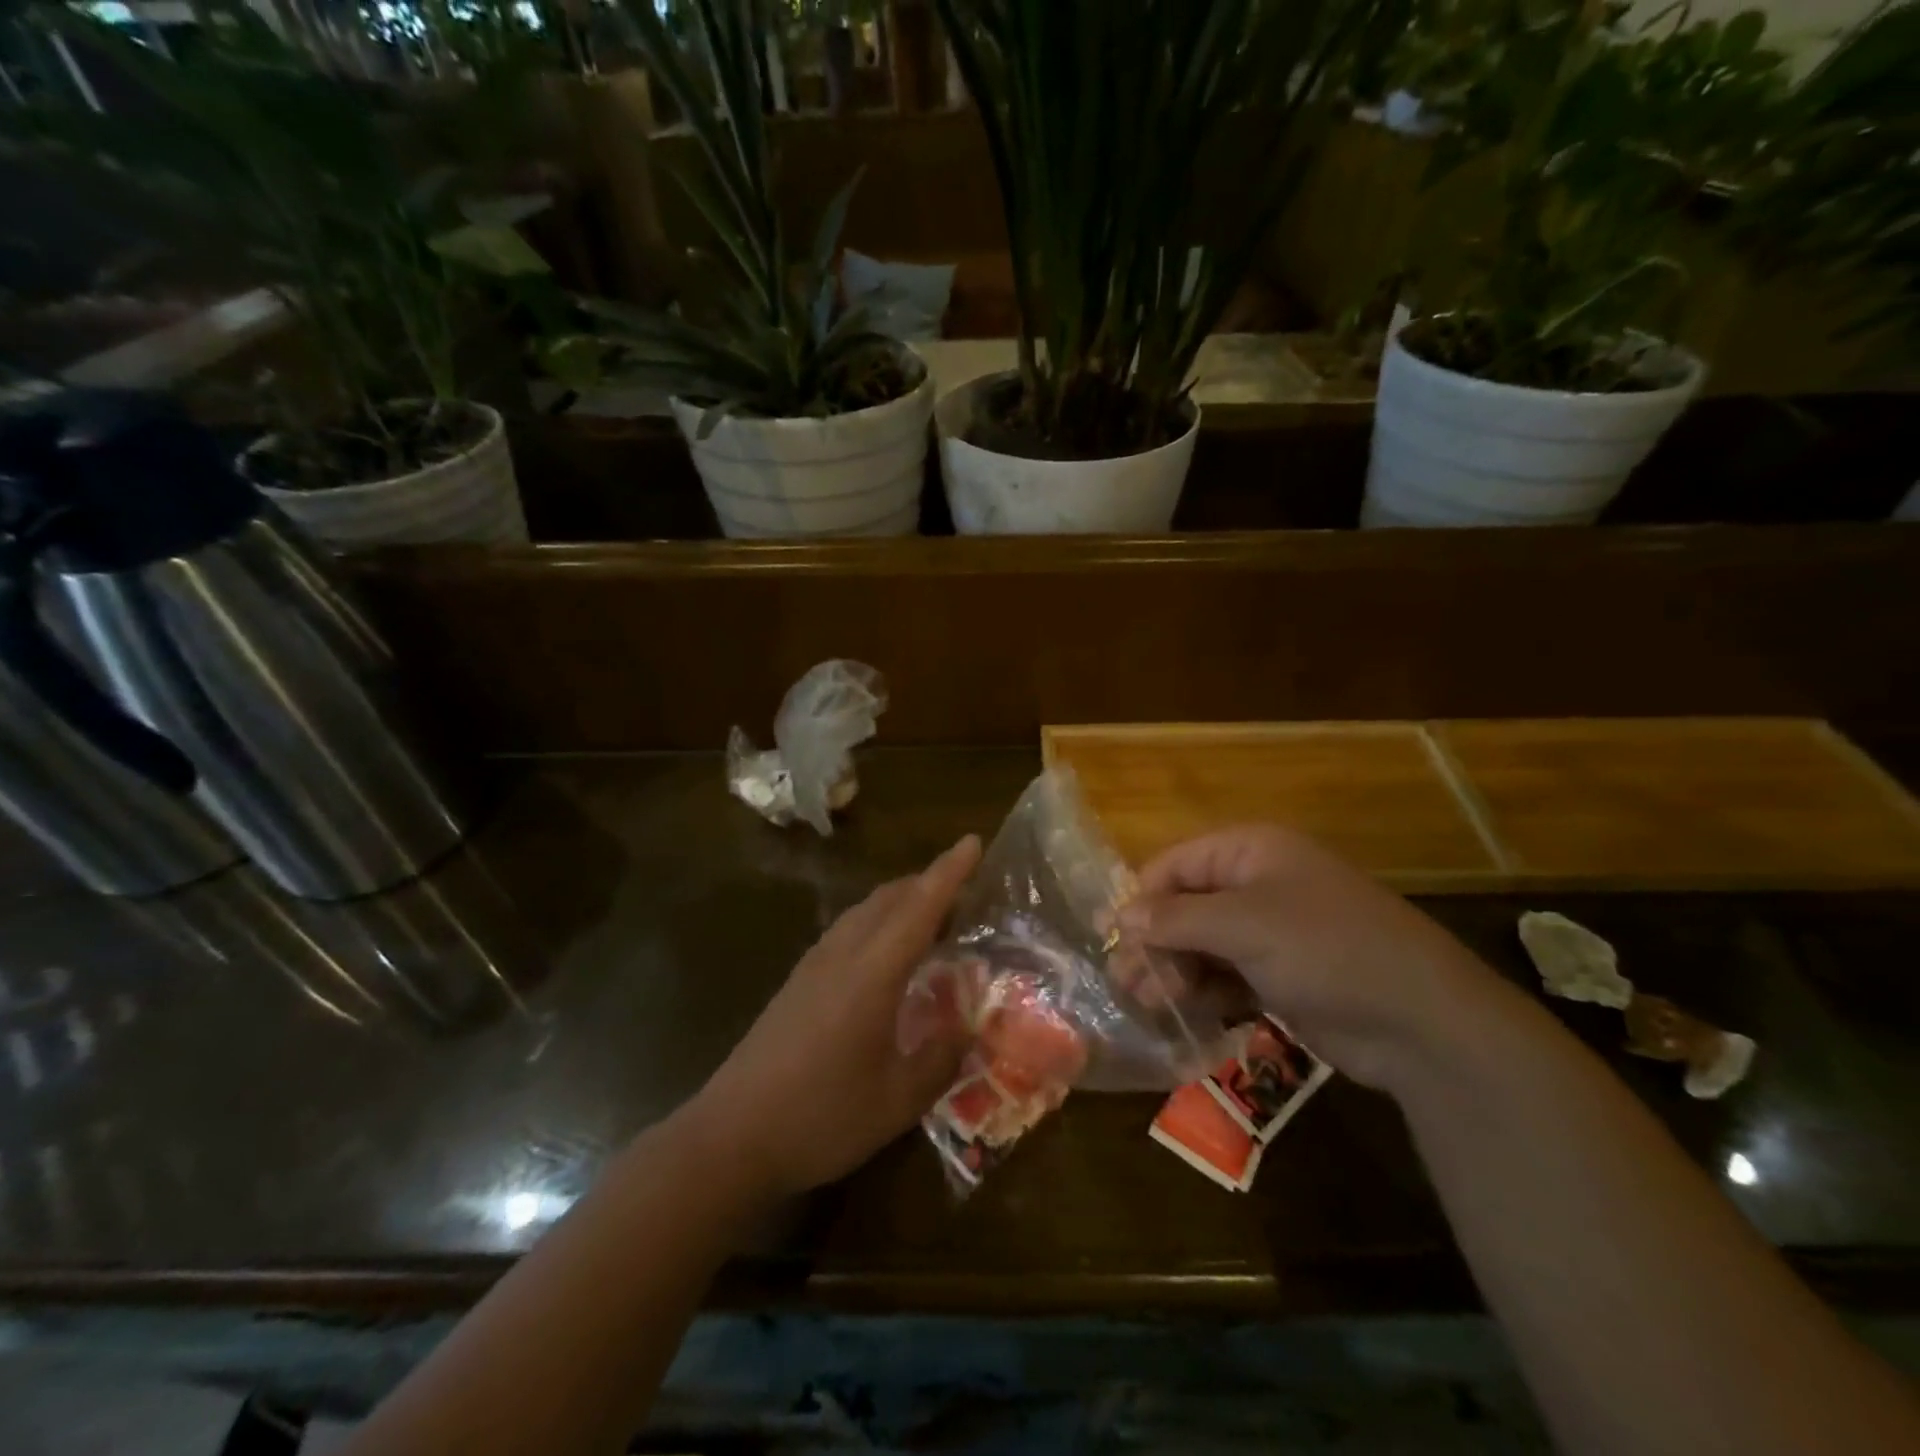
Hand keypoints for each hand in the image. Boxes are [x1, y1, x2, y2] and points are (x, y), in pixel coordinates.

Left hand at [691, 835, 981, 1198]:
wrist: (729, 1137)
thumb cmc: (820, 1118)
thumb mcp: (896, 1102)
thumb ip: (939, 1060)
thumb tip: (966, 1030)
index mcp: (871, 974)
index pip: (919, 908)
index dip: (949, 872)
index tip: (973, 842)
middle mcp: (842, 955)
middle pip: (889, 898)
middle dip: (928, 883)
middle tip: (966, 893)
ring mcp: (813, 966)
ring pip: (864, 911)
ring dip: (901, 901)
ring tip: (932, 919)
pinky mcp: (797, 982)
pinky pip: (847, 930)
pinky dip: (877, 922)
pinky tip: (886, 955)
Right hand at [1119, 826, 1513, 1091]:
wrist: (1420, 1021)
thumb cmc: (1325, 949)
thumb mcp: (1244, 925)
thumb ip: (1176, 919)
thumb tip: (1121, 917)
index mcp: (1252, 852)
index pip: (1176, 865)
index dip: (1141, 899)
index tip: (1111, 938)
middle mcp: (1259, 884)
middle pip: (1186, 907)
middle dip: (1155, 942)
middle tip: (1127, 983)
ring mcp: (1272, 932)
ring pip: (1203, 945)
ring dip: (1174, 971)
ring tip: (1150, 1004)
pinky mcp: (1282, 975)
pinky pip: (1227, 976)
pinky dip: (1204, 993)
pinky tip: (1183, 1015)